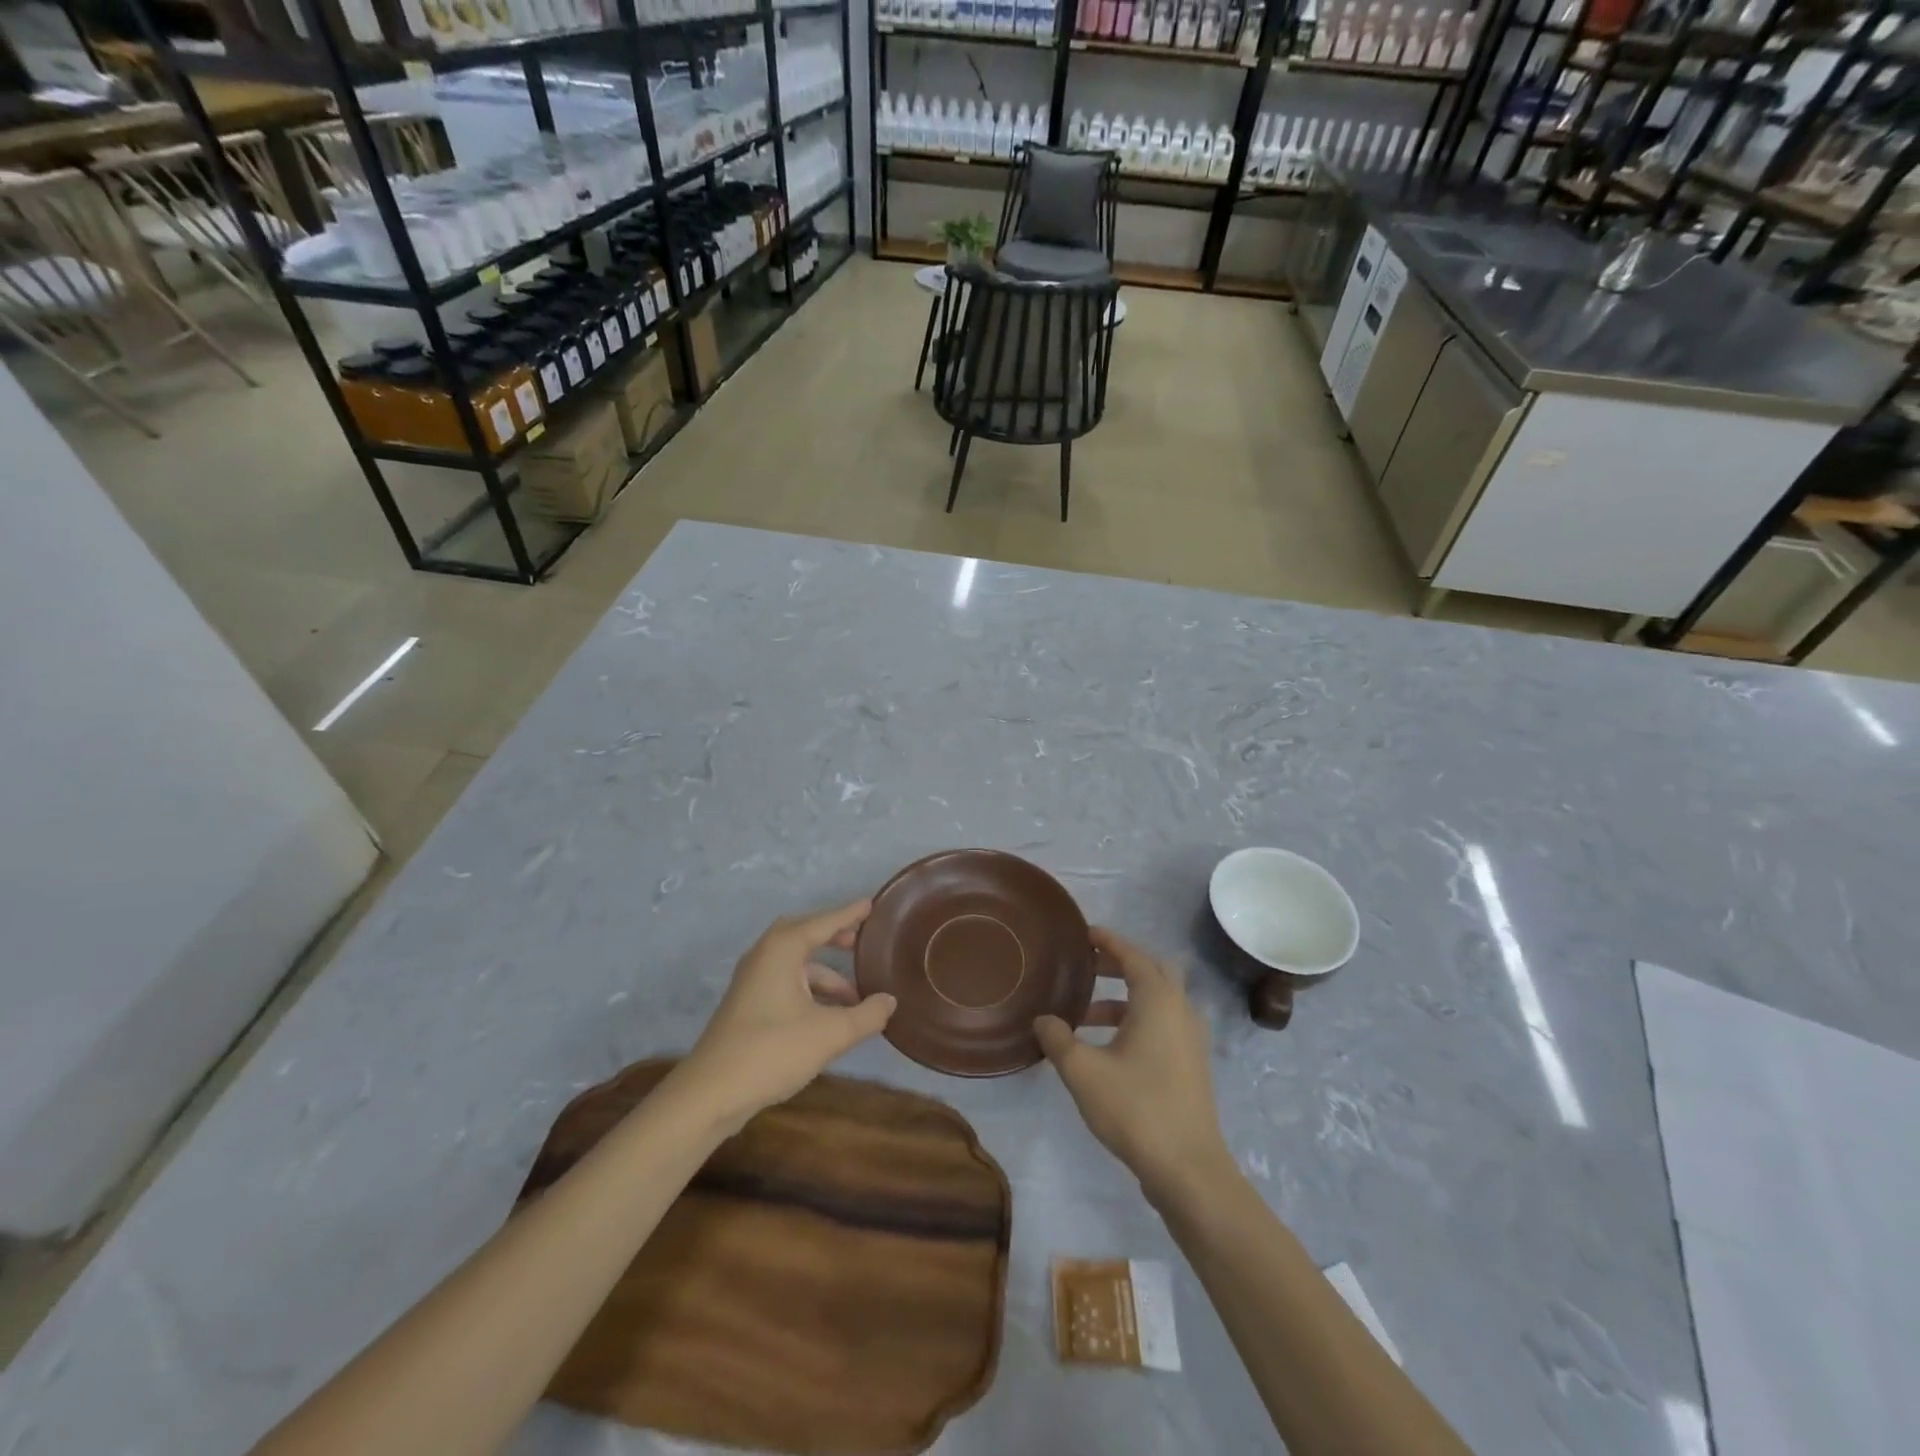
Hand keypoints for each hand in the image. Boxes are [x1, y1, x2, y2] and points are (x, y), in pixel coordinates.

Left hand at [677, 900, 895, 1133]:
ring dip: (826, 974)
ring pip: (796, 964)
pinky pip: (786, 982)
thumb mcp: (830, 1034)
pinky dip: (811, 990)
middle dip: (833, 937)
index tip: (871, 904)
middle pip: (804, 935)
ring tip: (857, 996)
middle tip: (861, 941)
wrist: (710, 1094)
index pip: (823, 922)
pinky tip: (830, 1015)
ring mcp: (752, 981)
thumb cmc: (772, 1051)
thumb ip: (866, 1015)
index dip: (849, 914)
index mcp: (782, 950)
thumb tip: (890, 1001)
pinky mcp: (748, 1005)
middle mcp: (765, 956)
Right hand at [1035, 927, 1234, 1203]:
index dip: (1108, 942)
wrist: (1189, 1169)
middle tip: (1087, 968)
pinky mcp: (1191, 1065)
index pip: (1132, 956)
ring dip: (1123, 999)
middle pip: (1151, 972)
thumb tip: (1043, 1019)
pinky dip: (1136, 1021)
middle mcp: (1180, 1010)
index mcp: (1158, 1000)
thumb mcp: (1083, 1071)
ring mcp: (1191, 1039)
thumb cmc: (1136, 1108)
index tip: (1085, 934)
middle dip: (1119, 965)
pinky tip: (1107, 1047)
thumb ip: (1058, 1039)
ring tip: (1084, 1016)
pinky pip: (1163, 1025)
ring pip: (1157, 1001)